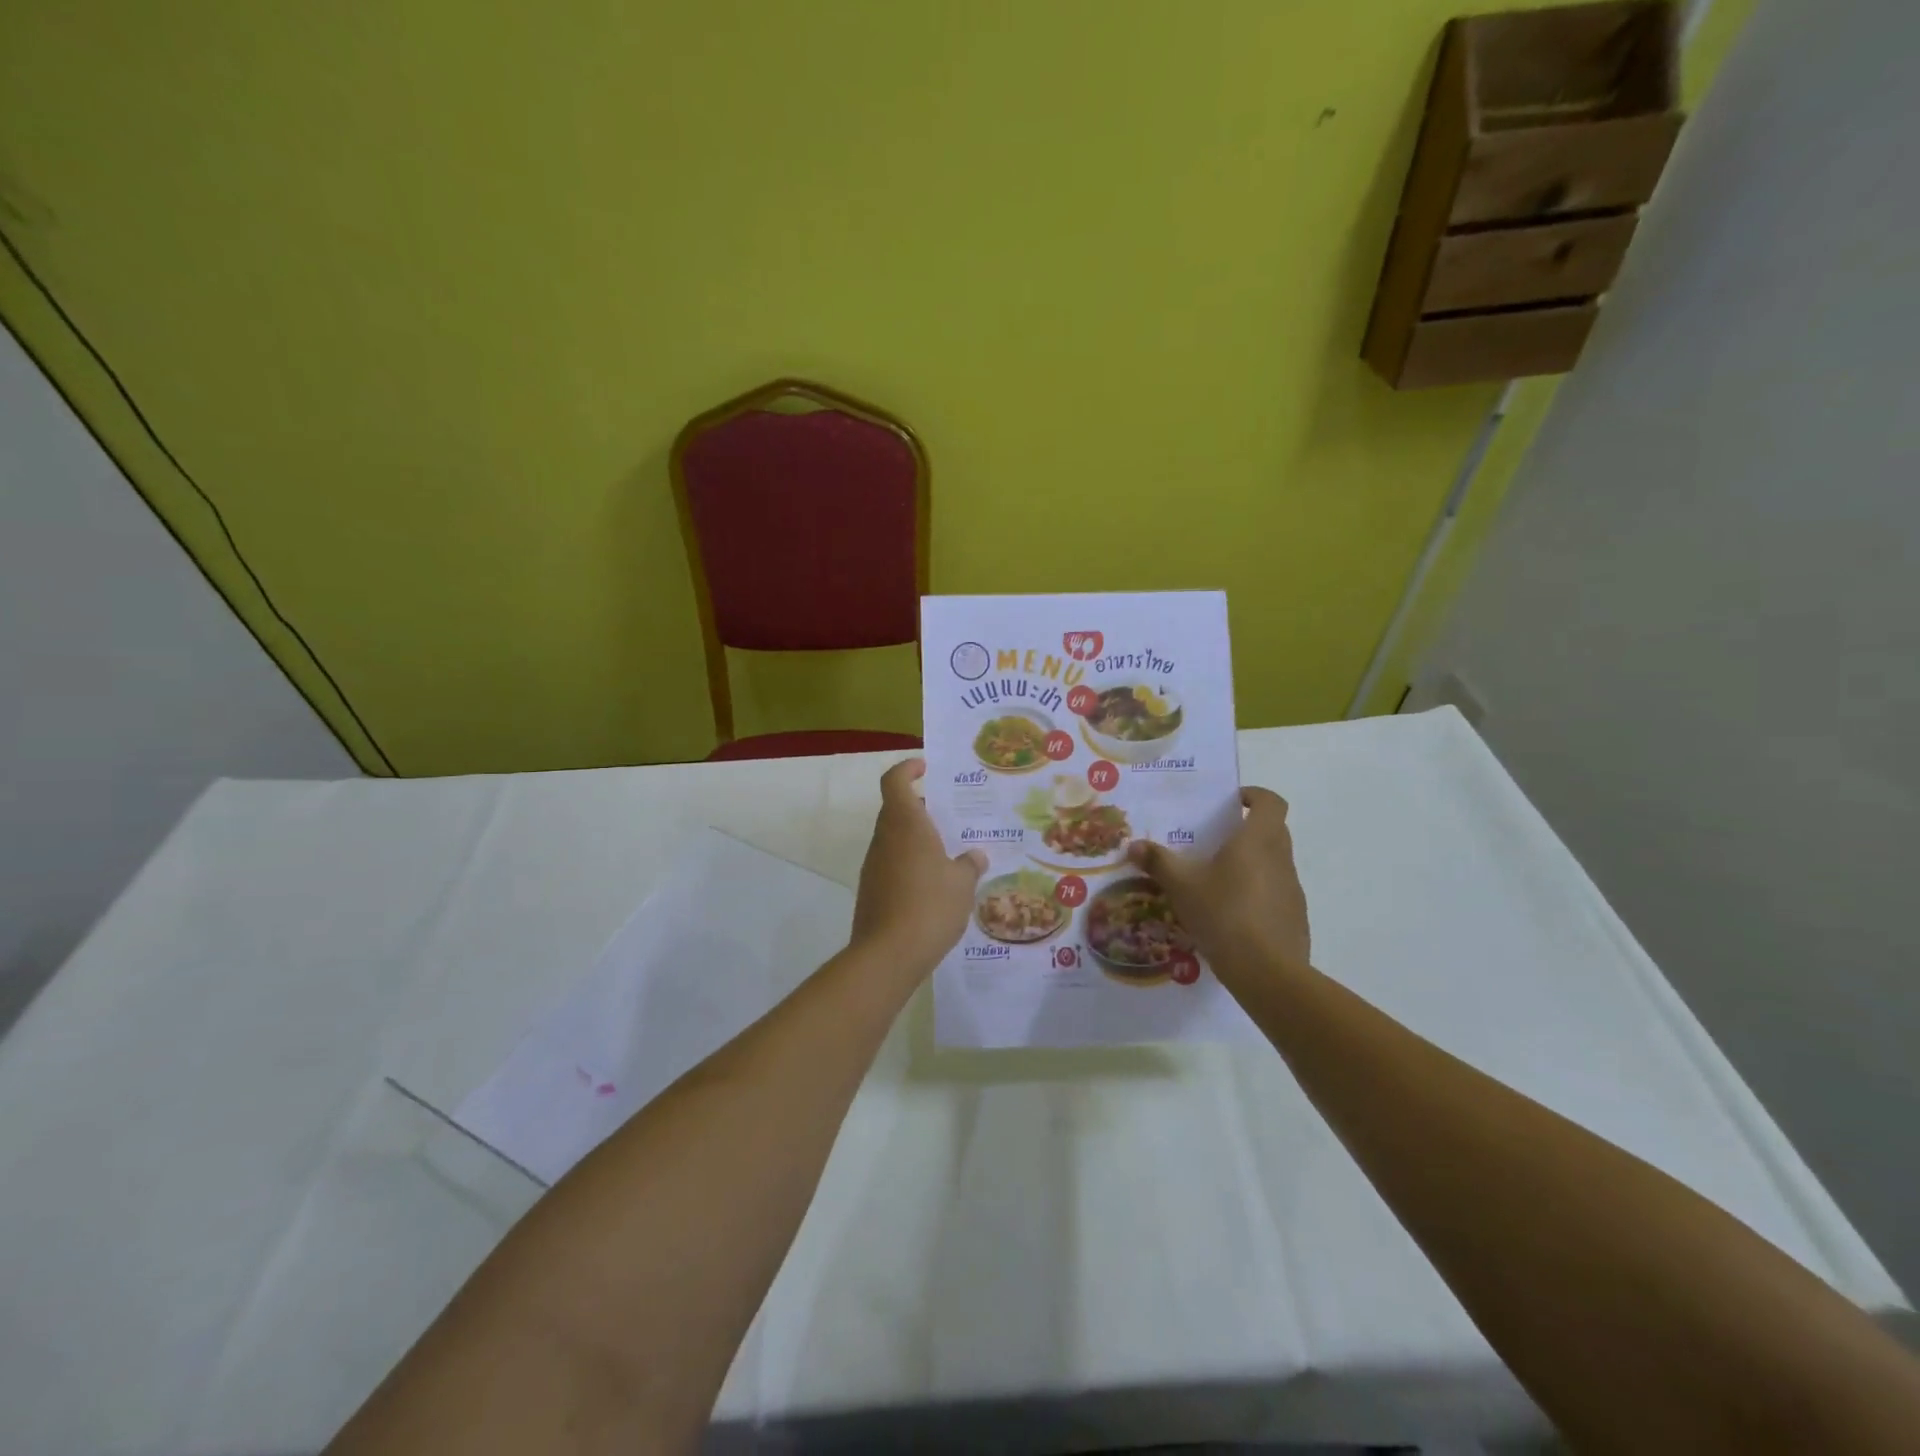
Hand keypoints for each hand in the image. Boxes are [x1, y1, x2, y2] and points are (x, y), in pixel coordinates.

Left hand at [851, 759, 987, 977]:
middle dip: (920, 807)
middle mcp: (885, 839)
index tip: (925, 767)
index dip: (907, 768)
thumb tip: (975, 856)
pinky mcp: (871, 891)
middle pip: (896, 809)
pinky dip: (910, 864)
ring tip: (948, 852)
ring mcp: (874, 866)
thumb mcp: (962, 884)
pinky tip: (933, 885)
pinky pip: (892, 865)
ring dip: (916, 839)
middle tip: (949, 815)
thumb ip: (969, 865)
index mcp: (905, 824)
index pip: (895, 781)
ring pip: (894, 839)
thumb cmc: (930, 906)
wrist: (887, 955)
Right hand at [1127, 786, 1310, 984]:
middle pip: (1273, 831)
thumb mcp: (1181, 886)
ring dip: (1252, 864)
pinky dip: (1258, 896)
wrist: (1266, 972)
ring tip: (1218, 881)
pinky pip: (1276, 895)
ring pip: (1274, 864)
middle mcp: (1281, 859)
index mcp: (1258, 840)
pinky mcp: (1295, 919)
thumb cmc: (1223, 913)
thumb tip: (1134, 845)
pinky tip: (1232, 916)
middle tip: (1216, 841)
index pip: (1271, 802)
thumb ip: (1158, 862)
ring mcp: (1293, 890)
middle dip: (1248, 830)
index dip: (1255, 796)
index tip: (1233, 802)